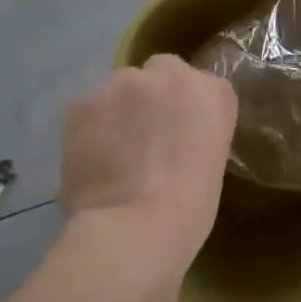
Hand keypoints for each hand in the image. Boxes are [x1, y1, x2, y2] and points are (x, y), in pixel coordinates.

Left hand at [59, 54, 237, 283]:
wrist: (135, 229)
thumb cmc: (188, 210)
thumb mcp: (212, 160)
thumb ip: (195, 129)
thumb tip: (172, 134)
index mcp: (213, 91)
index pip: (197, 84)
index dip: (181, 108)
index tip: (174, 133)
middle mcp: (173, 73)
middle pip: (158, 72)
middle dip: (150, 96)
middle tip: (141, 138)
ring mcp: (127, 82)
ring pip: (119, 88)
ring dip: (117, 110)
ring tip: (109, 152)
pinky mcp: (87, 99)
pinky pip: (87, 109)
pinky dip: (87, 129)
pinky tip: (87, 160)